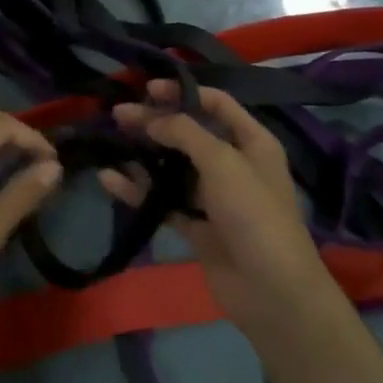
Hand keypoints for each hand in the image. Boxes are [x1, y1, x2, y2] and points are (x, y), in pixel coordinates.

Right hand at [103, 81, 334, 336]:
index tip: (148, 89)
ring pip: (173, 167)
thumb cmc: (254, 214)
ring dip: (144, 155)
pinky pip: (164, 201)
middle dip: (155, 122)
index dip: (183, 92)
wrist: (273, 293)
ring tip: (110, 141)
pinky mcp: (198, 227)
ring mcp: (215, 198)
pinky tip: (110, 181)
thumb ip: (184, 132)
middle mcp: (234, 164)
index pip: (216, 103)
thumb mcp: (222, 161)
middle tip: (119, 114)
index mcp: (252, 142)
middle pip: (189, 133)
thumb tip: (151, 118)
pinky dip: (139, 190)